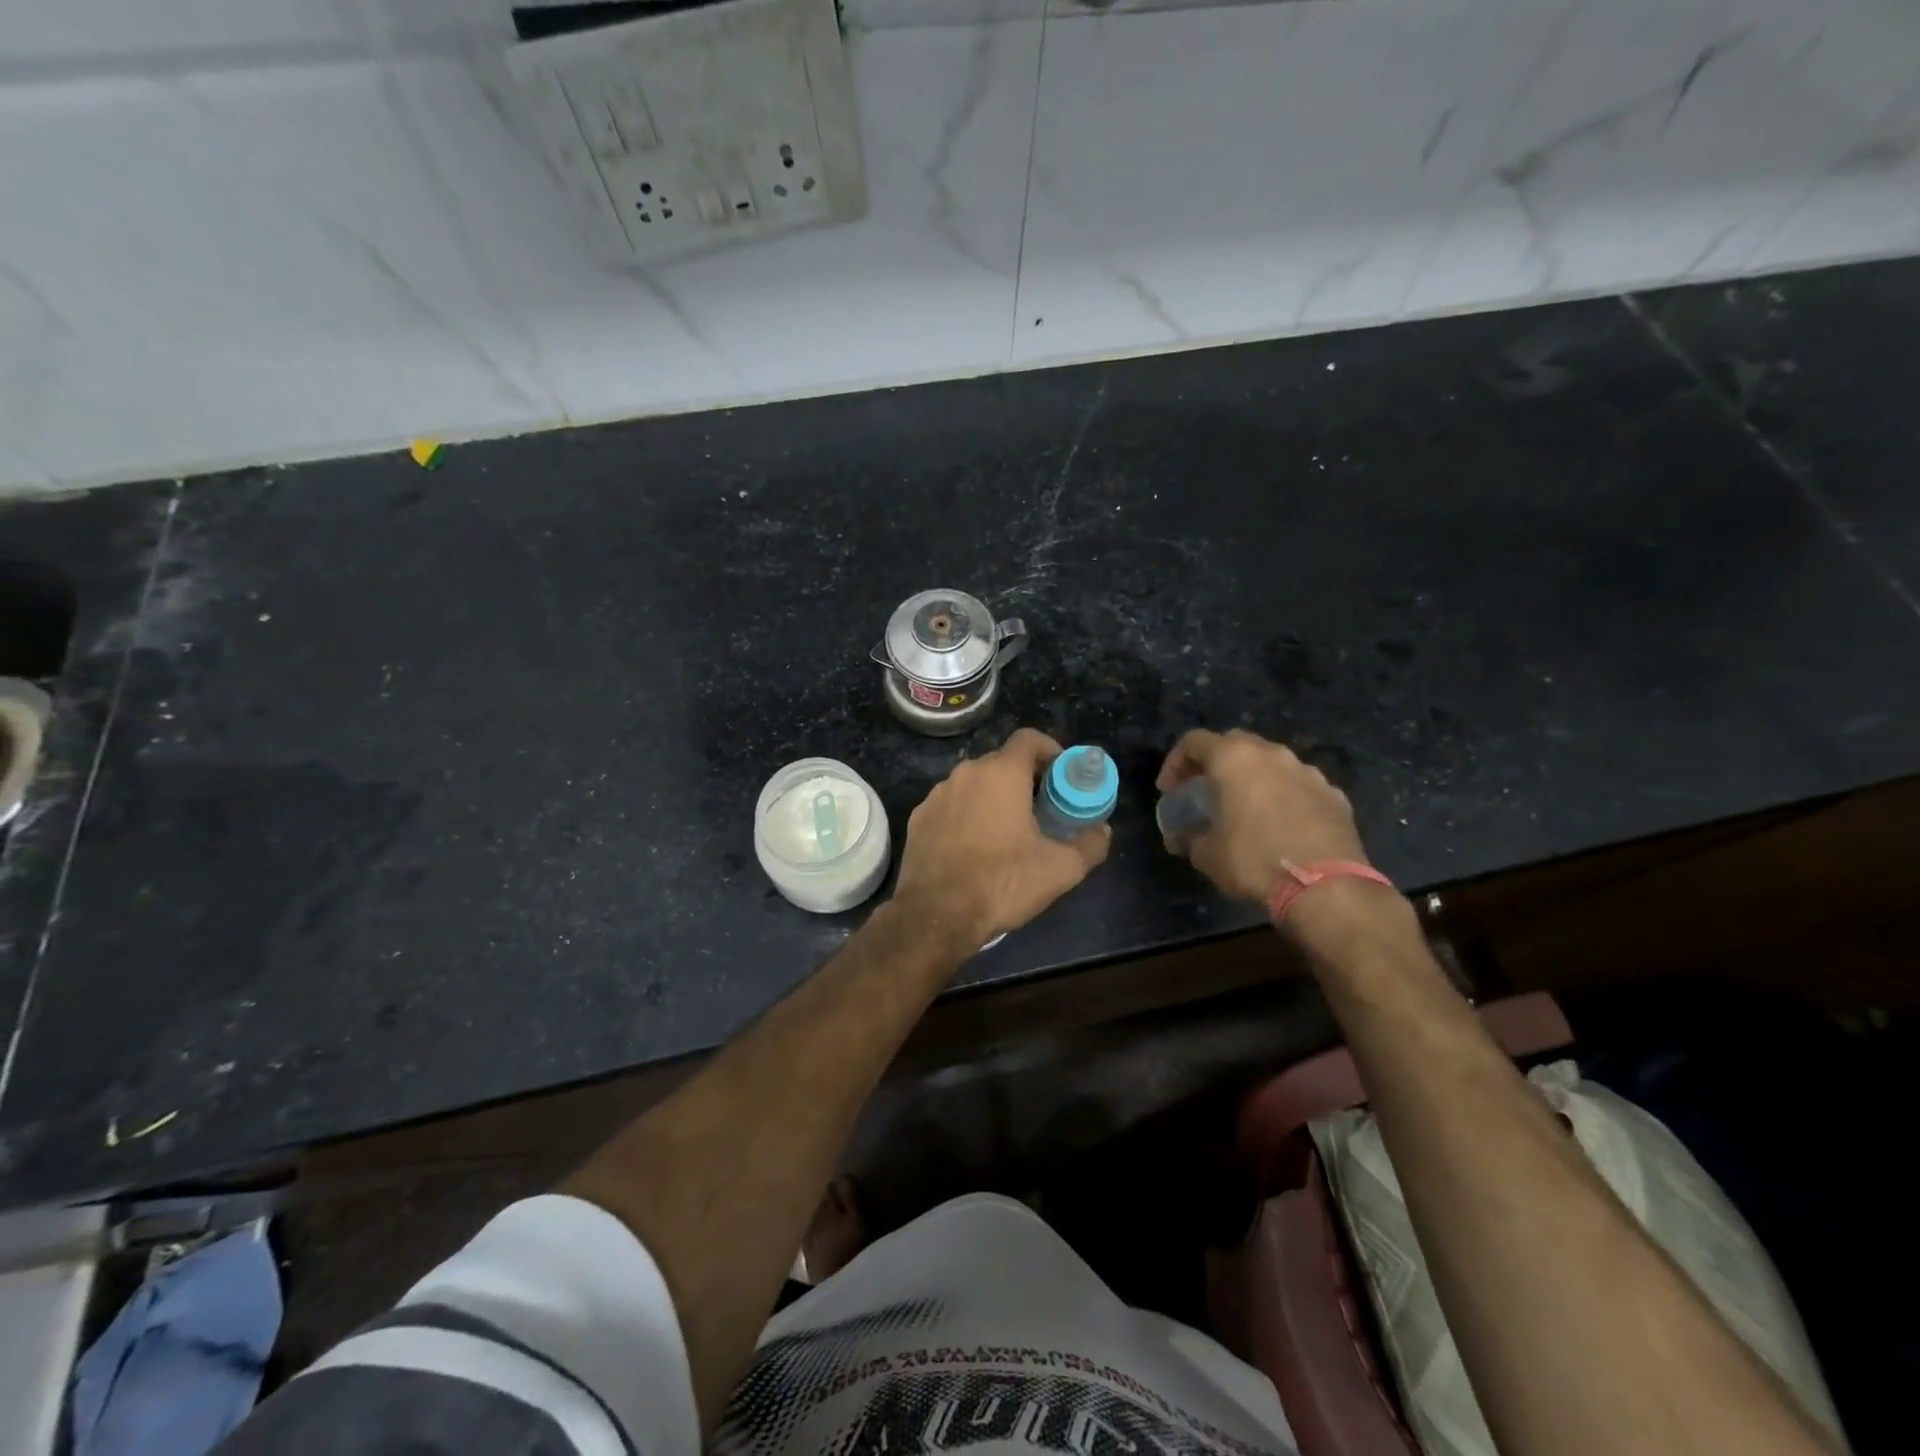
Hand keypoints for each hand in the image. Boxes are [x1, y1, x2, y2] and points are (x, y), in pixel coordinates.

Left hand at [894, 727, 1110, 950]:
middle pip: (1002, 762)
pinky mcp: (918, 818)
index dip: (1050, 751)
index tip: (1061, 776)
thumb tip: (1102, 831)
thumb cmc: (1002, 883)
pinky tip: (974, 848)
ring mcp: (937, 794)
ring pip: (974, 784)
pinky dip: (966, 815)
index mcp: (1001, 773)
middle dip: (1024, 779)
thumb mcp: (1060, 869)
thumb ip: (1090, 844)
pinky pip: (951, 805)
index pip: (1029, 739)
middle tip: (1041, 809)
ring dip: (993, 798)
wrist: (937, 915)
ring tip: (1007, 832)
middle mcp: (966, 773)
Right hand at [1156, 729, 1368, 906]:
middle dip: (1216, 763)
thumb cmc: (1253, 860)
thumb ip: (1190, 837)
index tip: (1169, 790)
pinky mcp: (1335, 795)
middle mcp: (1272, 755)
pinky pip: (1300, 787)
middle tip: (1205, 791)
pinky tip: (1282, 826)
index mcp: (1235, 759)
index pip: (1193, 742)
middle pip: (1235, 744)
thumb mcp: (1206, 854)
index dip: (1175, 763)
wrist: (1325, 887)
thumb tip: (1183, 838)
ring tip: (1246, 808)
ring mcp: (1308, 772)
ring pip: (1272, 764)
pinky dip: (1285, 798)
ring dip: (1254, 779)